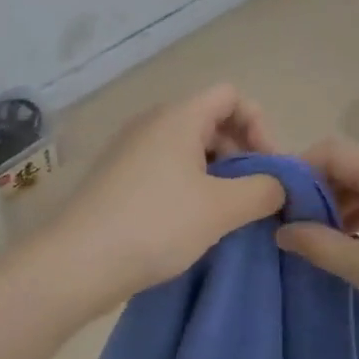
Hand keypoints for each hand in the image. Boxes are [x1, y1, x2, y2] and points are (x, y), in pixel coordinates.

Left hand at [47, 85, 285, 307]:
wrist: (78, 263)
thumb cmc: (156, 224)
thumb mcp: (222, 208)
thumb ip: (264, 189)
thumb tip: (280, 184)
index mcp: (178, 117)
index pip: (231, 95)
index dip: (259, 125)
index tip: (268, 168)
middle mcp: (152, 123)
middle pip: (212, 120)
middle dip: (242, 153)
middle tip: (254, 196)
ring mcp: (131, 150)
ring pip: (190, 148)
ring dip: (218, 174)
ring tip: (228, 214)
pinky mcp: (119, 178)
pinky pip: (167, 168)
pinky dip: (191, 186)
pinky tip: (195, 222)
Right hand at [275, 137, 358, 351]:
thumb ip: (319, 245)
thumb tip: (282, 230)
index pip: (332, 151)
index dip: (298, 171)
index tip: (275, 201)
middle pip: (352, 164)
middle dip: (318, 191)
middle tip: (293, 226)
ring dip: (342, 205)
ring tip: (319, 240)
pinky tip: (353, 243)